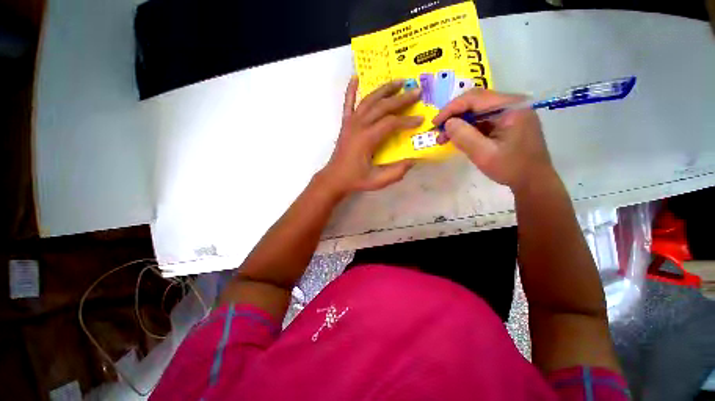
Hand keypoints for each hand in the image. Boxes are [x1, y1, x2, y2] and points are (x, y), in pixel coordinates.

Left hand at [318, 77, 422, 195]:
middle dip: (401, 98)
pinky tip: (355, 78)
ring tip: (399, 81)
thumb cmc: (356, 179)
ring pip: (368, 100)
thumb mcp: (378, 180)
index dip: (407, 120)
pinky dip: (351, 90)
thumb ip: (396, 172)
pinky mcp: (345, 124)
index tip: (420, 120)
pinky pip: (348, 103)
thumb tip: (413, 160)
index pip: (391, 123)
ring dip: (384, 89)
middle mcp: (359, 126)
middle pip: (382, 106)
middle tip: (416, 91)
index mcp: (367, 138)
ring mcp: (350, 123)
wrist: (335, 178)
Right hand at [432, 89, 555, 190]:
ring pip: (477, 111)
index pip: (474, 98)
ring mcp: (510, 112)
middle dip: (453, 116)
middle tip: (438, 132)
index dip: (451, 109)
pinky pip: (482, 120)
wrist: (533, 181)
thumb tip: (447, 123)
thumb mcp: (484, 154)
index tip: (435, 123)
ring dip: (459, 123)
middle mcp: (511, 103)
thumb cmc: (511, 168)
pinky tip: (458, 139)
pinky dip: (468, 128)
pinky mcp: (507, 121)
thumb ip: (465, 136)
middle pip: (475, 102)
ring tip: (444, 138)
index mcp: (510, 107)